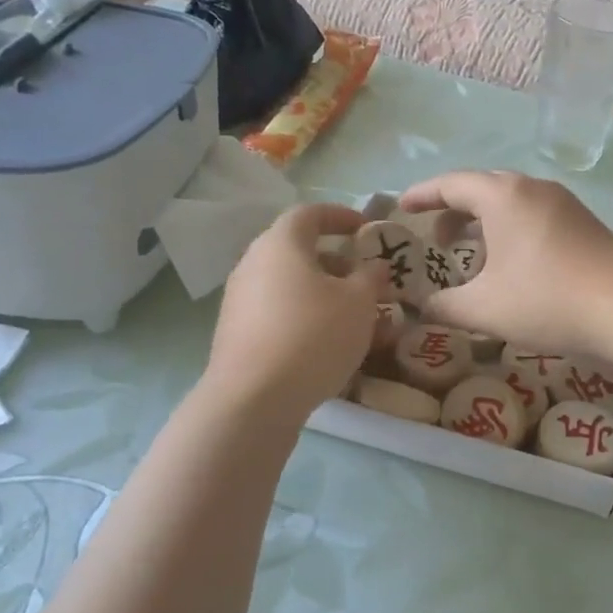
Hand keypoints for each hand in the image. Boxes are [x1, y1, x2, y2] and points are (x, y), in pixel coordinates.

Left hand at [204, 203, 388, 422]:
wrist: (254, 398)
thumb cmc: (313, 335)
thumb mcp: (359, 303)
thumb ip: (371, 277)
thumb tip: (374, 265)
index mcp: (281, 244)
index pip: (310, 213)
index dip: (341, 216)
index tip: (366, 230)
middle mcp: (254, 264)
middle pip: (300, 252)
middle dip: (339, 264)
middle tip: (368, 282)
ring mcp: (241, 300)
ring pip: (292, 287)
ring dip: (326, 295)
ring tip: (359, 320)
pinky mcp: (238, 333)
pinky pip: (280, 313)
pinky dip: (308, 318)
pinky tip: (332, 345)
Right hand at [398, 171, 612, 356]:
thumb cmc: (546, 299)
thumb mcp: (484, 309)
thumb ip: (444, 306)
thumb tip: (423, 307)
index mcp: (503, 196)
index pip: (451, 184)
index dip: (422, 195)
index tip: (401, 207)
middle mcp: (532, 188)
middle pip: (482, 188)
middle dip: (453, 210)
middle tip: (437, 240)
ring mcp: (563, 203)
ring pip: (511, 202)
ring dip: (484, 222)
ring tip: (471, 255)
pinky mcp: (583, 223)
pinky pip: (533, 215)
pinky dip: (510, 230)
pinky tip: (511, 265)